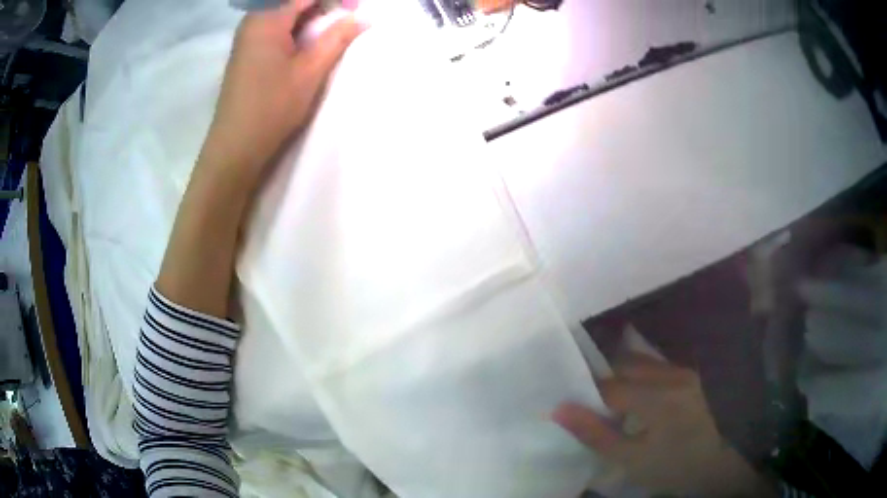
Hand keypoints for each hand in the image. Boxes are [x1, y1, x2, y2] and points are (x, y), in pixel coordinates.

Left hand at [201, 0, 365, 182]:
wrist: (235, 147)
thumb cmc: (272, 107)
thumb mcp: (310, 70)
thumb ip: (337, 38)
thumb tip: (364, 18)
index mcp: (266, 19)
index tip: (356, 9)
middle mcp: (253, 21)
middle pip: (292, 1)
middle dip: (323, 5)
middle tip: (347, 17)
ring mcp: (247, 37)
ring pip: (285, 14)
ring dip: (311, 16)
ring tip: (332, 30)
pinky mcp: (247, 53)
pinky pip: (276, 28)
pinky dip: (297, 28)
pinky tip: (309, 42)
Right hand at [553, 354, 774, 496]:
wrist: (722, 464)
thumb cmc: (674, 467)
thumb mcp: (631, 461)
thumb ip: (595, 434)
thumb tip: (559, 409)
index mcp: (657, 398)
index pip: (609, 387)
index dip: (586, 395)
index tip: (572, 407)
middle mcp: (672, 375)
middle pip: (626, 365)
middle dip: (604, 381)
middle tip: (592, 404)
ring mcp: (685, 372)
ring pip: (643, 363)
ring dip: (623, 376)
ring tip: (614, 400)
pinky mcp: (693, 376)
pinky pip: (658, 367)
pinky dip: (641, 376)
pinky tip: (640, 396)